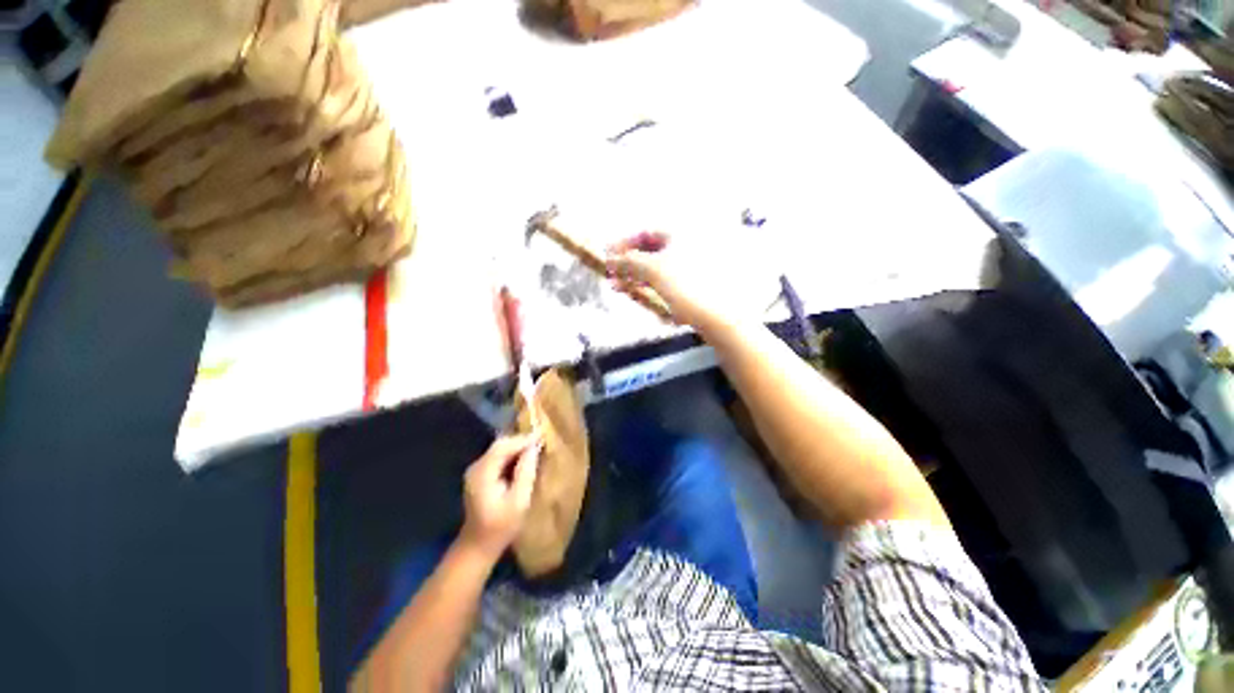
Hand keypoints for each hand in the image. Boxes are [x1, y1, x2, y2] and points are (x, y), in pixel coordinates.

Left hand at [459, 434, 541, 560]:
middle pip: (500, 445)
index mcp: (483, 473)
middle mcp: (476, 467)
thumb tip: (534, 448)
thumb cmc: (501, 527)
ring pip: (500, 449)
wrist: (478, 546)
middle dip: (521, 440)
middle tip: (542, 439)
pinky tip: (525, 458)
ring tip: (537, 446)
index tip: (542, 434)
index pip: (503, 446)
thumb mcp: (519, 501)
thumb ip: (526, 472)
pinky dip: (512, 454)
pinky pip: (498, 457)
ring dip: (518, 446)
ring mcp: (476, 470)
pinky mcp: (480, 475)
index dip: (523, 439)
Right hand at [605, 231, 757, 333]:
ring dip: (636, 276)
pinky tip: (638, 295)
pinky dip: (650, 286)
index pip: (645, 232)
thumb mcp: (653, 270)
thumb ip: (629, 262)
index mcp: (680, 234)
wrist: (717, 316)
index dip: (624, 242)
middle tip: (611, 274)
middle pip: (650, 251)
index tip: (606, 254)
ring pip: (656, 268)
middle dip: (628, 263)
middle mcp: (687, 246)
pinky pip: (666, 281)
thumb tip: (611, 260)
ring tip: (619, 288)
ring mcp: (691, 267)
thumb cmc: (686, 285)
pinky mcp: (693, 286)